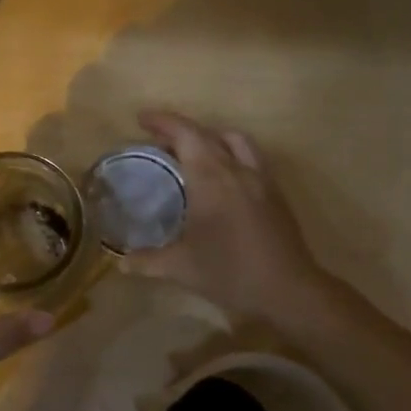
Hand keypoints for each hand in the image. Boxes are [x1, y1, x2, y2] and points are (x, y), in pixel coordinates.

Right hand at [122, 110, 329, 323]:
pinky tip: (221, 179)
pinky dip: (230, 155)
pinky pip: (251, 158)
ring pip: (236, 141)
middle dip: (181, 130)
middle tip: (158, 139)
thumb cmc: (231, 272)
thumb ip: (148, 261)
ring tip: (193, 152)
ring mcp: (261, 180)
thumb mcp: (181, 268)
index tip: (141, 119)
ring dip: (212, 137)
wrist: (289, 291)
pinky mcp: (276, 194)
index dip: (163, 122)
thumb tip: (121, 263)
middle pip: (209, 134)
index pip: (186, 134)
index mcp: (212, 178)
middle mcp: (237, 169)